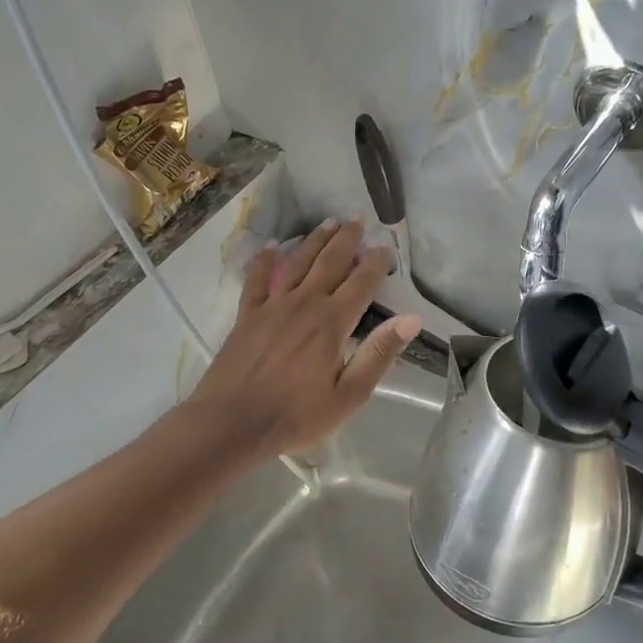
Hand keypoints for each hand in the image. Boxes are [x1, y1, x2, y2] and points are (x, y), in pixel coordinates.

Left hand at [187, 219, 419, 458]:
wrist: (232, 423)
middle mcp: (305, 303)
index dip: (376, 262)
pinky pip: (258, 278)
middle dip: (347, 239)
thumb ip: (379, 354)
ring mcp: (272, 305)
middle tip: (357, 219)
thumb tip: (411, 319)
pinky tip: (273, 246)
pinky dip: (266, 259)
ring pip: (298, 262)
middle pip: (330, 262)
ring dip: (315, 240)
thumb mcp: (348, 395)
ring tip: (328, 222)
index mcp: (332, 322)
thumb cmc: (296, 415)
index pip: (362, 282)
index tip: (386, 247)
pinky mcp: (247, 314)